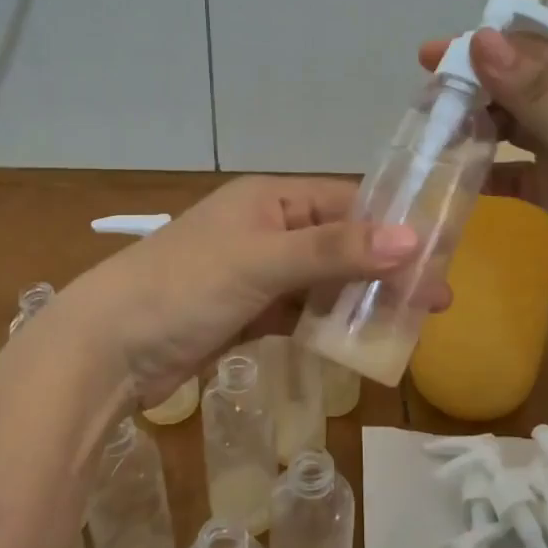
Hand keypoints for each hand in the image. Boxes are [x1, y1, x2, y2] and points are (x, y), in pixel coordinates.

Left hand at [62, 176, 441, 407]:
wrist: (107, 348)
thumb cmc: (184, 287)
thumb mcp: (262, 261)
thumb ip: (334, 251)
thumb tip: (413, 240)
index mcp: (270, 199)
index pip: (347, 202)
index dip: (394, 226)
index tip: (440, 254)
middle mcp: (266, 228)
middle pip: (339, 244)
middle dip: (384, 269)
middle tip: (435, 300)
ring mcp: (256, 273)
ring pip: (323, 282)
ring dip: (361, 300)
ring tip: (409, 324)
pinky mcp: (246, 313)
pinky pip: (300, 313)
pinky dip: (328, 325)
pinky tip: (360, 342)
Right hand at [416, 29, 547, 329]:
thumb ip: (532, 91)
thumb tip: (480, 39)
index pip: (529, 53)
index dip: (480, 50)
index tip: (428, 57)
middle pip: (515, 90)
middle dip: (471, 91)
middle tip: (422, 102)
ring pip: (511, 131)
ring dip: (474, 130)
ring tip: (430, 136)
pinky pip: (514, 175)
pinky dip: (487, 174)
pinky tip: (455, 178)